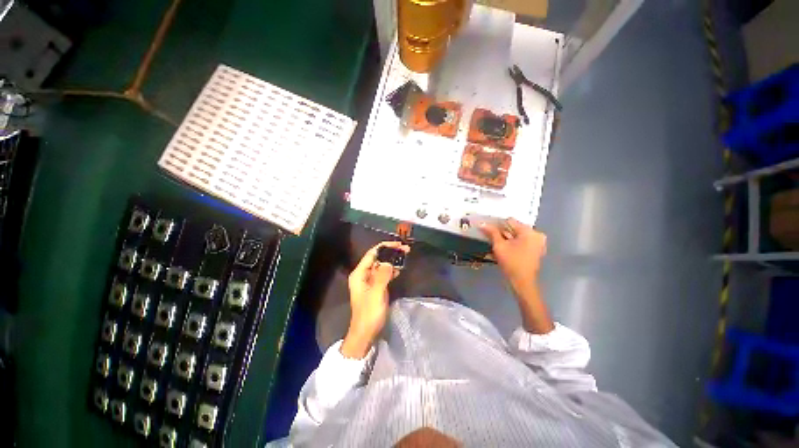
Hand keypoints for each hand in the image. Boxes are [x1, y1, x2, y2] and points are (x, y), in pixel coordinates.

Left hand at [341, 241, 409, 358]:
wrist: (365, 334)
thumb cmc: (369, 313)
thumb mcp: (376, 293)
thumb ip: (383, 275)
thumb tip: (389, 261)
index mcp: (359, 273)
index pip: (372, 253)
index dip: (385, 247)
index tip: (399, 245)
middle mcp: (363, 274)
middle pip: (377, 258)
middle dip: (391, 253)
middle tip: (405, 249)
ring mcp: (369, 281)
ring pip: (382, 265)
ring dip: (392, 260)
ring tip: (405, 256)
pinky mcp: (375, 287)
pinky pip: (384, 274)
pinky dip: (391, 270)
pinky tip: (399, 269)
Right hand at [480, 218, 546, 289]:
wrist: (522, 282)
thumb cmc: (511, 262)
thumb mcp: (499, 245)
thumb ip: (492, 232)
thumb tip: (482, 224)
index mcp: (530, 232)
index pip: (510, 221)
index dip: (498, 224)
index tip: (488, 229)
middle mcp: (536, 235)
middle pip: (515, 228)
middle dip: (502, 231)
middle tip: (490, 235)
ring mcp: (537, 243)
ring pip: (517, 235)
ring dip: (506, 237)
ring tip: (495, 241)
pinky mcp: (535, 250)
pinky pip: (522, 241)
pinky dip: (512, 242)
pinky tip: (503, 247)